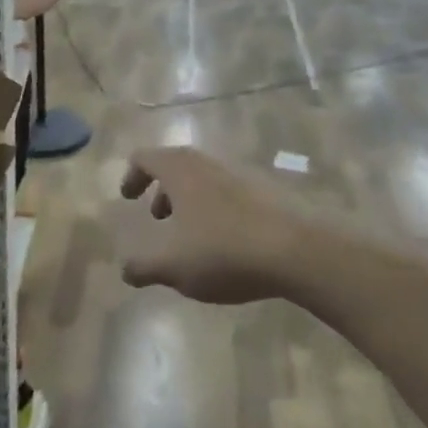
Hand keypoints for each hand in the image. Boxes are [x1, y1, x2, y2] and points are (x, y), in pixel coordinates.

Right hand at [117, 147, 311, 304]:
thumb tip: (126, 270)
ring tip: (192, 237)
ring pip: (205, 179)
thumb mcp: (172, 266)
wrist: (300, 251)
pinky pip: (231, 193)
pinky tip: (228, 245)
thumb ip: (142, 266)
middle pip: (176, 165)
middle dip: (162, 190)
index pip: (145, 157)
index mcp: (180, 171)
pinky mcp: (269, 192)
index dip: (131, 176)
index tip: (128, 199)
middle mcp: (209, 164)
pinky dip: (218, 210)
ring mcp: (242, 174)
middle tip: (158, 218)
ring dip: (191, 201)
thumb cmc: (224, 252)